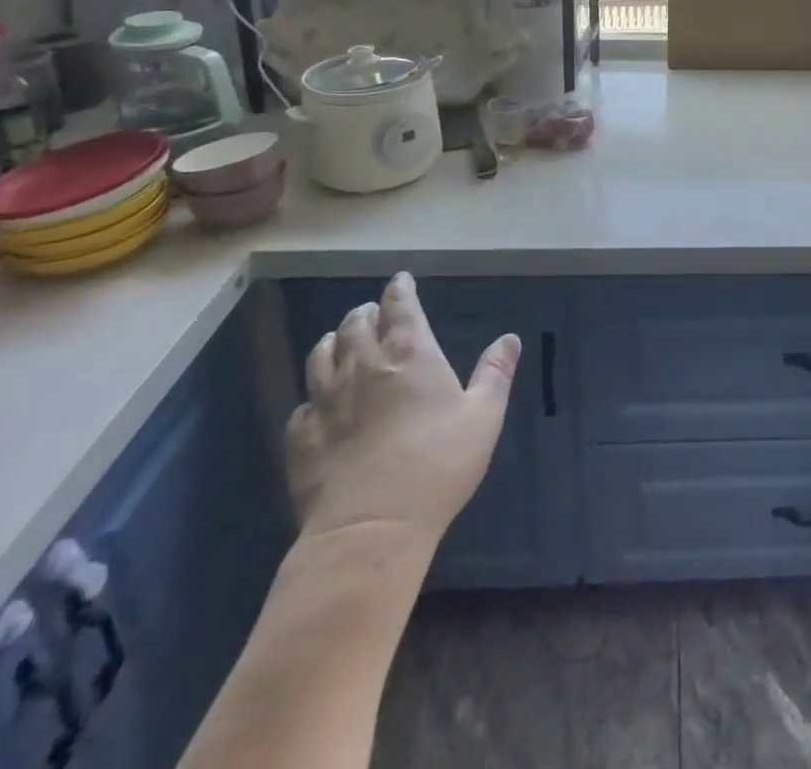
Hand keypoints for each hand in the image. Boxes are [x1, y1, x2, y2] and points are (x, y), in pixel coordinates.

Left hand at [287, 272, 519, 544]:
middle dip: (365, 313)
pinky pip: (302, 405)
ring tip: (339, 341)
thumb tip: (509, 338)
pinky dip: (312, 396)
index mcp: (409, 353)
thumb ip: (495, 373)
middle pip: (356, 325)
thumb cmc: (438, 464)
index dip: (400, 289)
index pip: (399, 306)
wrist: (371, 529)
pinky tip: (318, 404)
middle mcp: (363, 366)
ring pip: (321, 356)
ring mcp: (326, 401)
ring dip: (333, 342)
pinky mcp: (301, 438)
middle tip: (372, 312)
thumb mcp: (484, 416)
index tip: (401, 281)